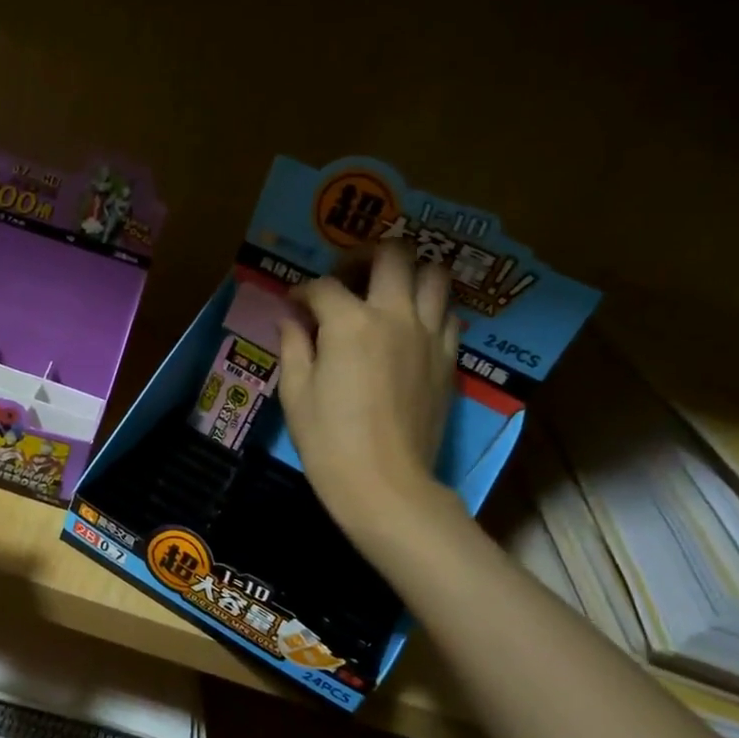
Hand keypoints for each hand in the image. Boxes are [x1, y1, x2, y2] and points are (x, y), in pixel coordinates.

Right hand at [278, 244, 459, 540]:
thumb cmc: (328, 440)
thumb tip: (290, 318)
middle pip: (393, 255)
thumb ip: (294, 345)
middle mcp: (395, 315)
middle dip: (364, 257)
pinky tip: (409, 326)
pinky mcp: (448, 358)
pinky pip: (448, 313)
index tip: (293, 303)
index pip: (324, 286)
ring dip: (408, 273)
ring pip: (434, 275)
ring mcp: (429, 335)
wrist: (384, 483)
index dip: (303, 290)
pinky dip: (429, 307)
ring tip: (386, 292)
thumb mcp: (295, 392)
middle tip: (347, 278)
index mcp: (350, 322)